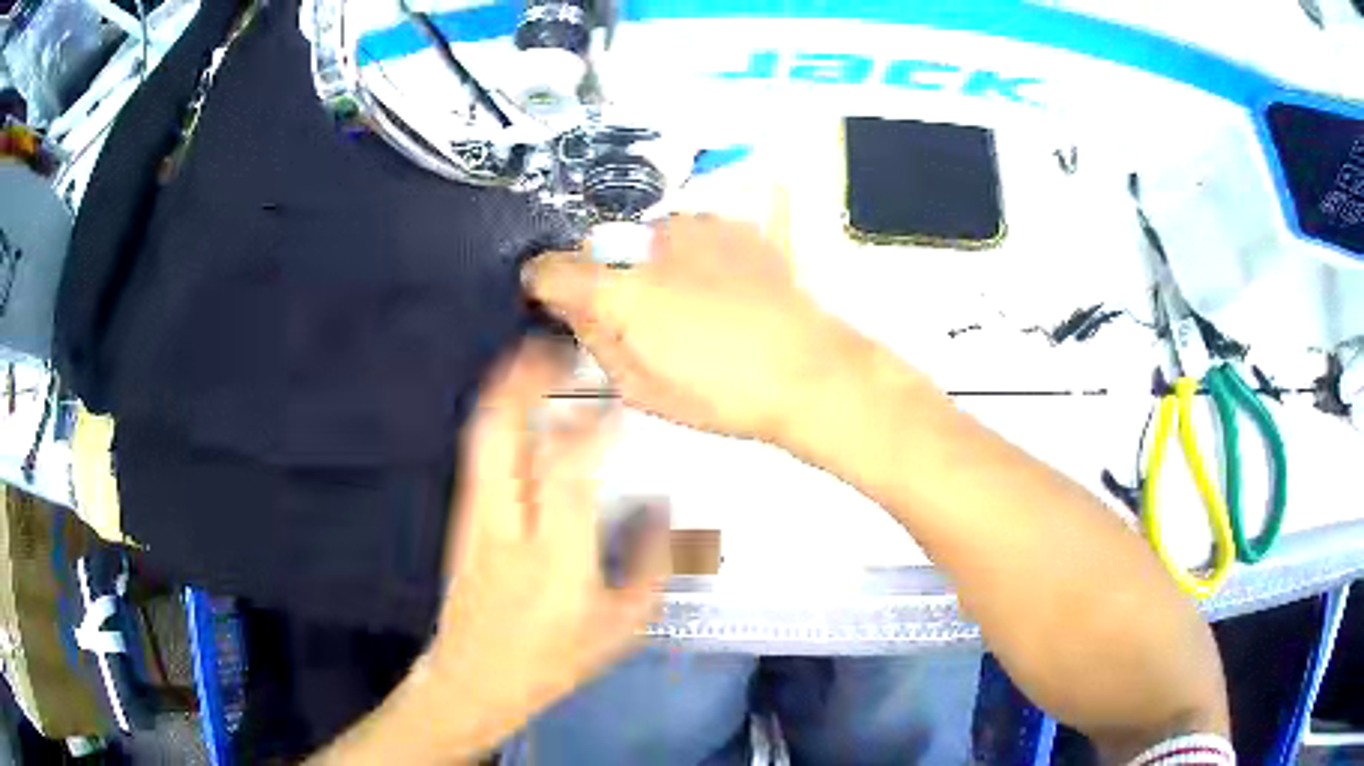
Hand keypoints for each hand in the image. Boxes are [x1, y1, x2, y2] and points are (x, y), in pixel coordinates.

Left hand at [424, 339, 670, 755]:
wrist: (474, 676)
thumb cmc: (554, 657)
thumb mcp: (622, 625)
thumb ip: (650, 563)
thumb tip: (660, 504)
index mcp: (553, 553)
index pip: (568, 466)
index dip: (594, 425)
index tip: (618, 404)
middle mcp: (505, 522)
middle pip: (502, 429)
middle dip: (528, 378)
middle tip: (559, 349)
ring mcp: (473, 514)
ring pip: (482, 432)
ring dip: (507, 388)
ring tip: (537, 360)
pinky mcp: (459, 516)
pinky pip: (477, 450)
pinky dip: (496, 414)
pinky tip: (517, 406)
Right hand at [523, 216, 859, 441]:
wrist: (810, 370)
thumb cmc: (723, 391)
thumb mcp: (642, 388)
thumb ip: (595, 343)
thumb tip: (574, 312)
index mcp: (620, 293)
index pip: (551, 270)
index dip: (543, 284)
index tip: (550, 298)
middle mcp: (649, 245)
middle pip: (605, 251)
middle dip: (609, 279)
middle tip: (640, 318)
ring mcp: (697, 228)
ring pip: (651, 241)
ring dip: (654, 265)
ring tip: (693, 306)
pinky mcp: (734, 227)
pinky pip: (693, 236)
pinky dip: (693, 256)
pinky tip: (721, 289)